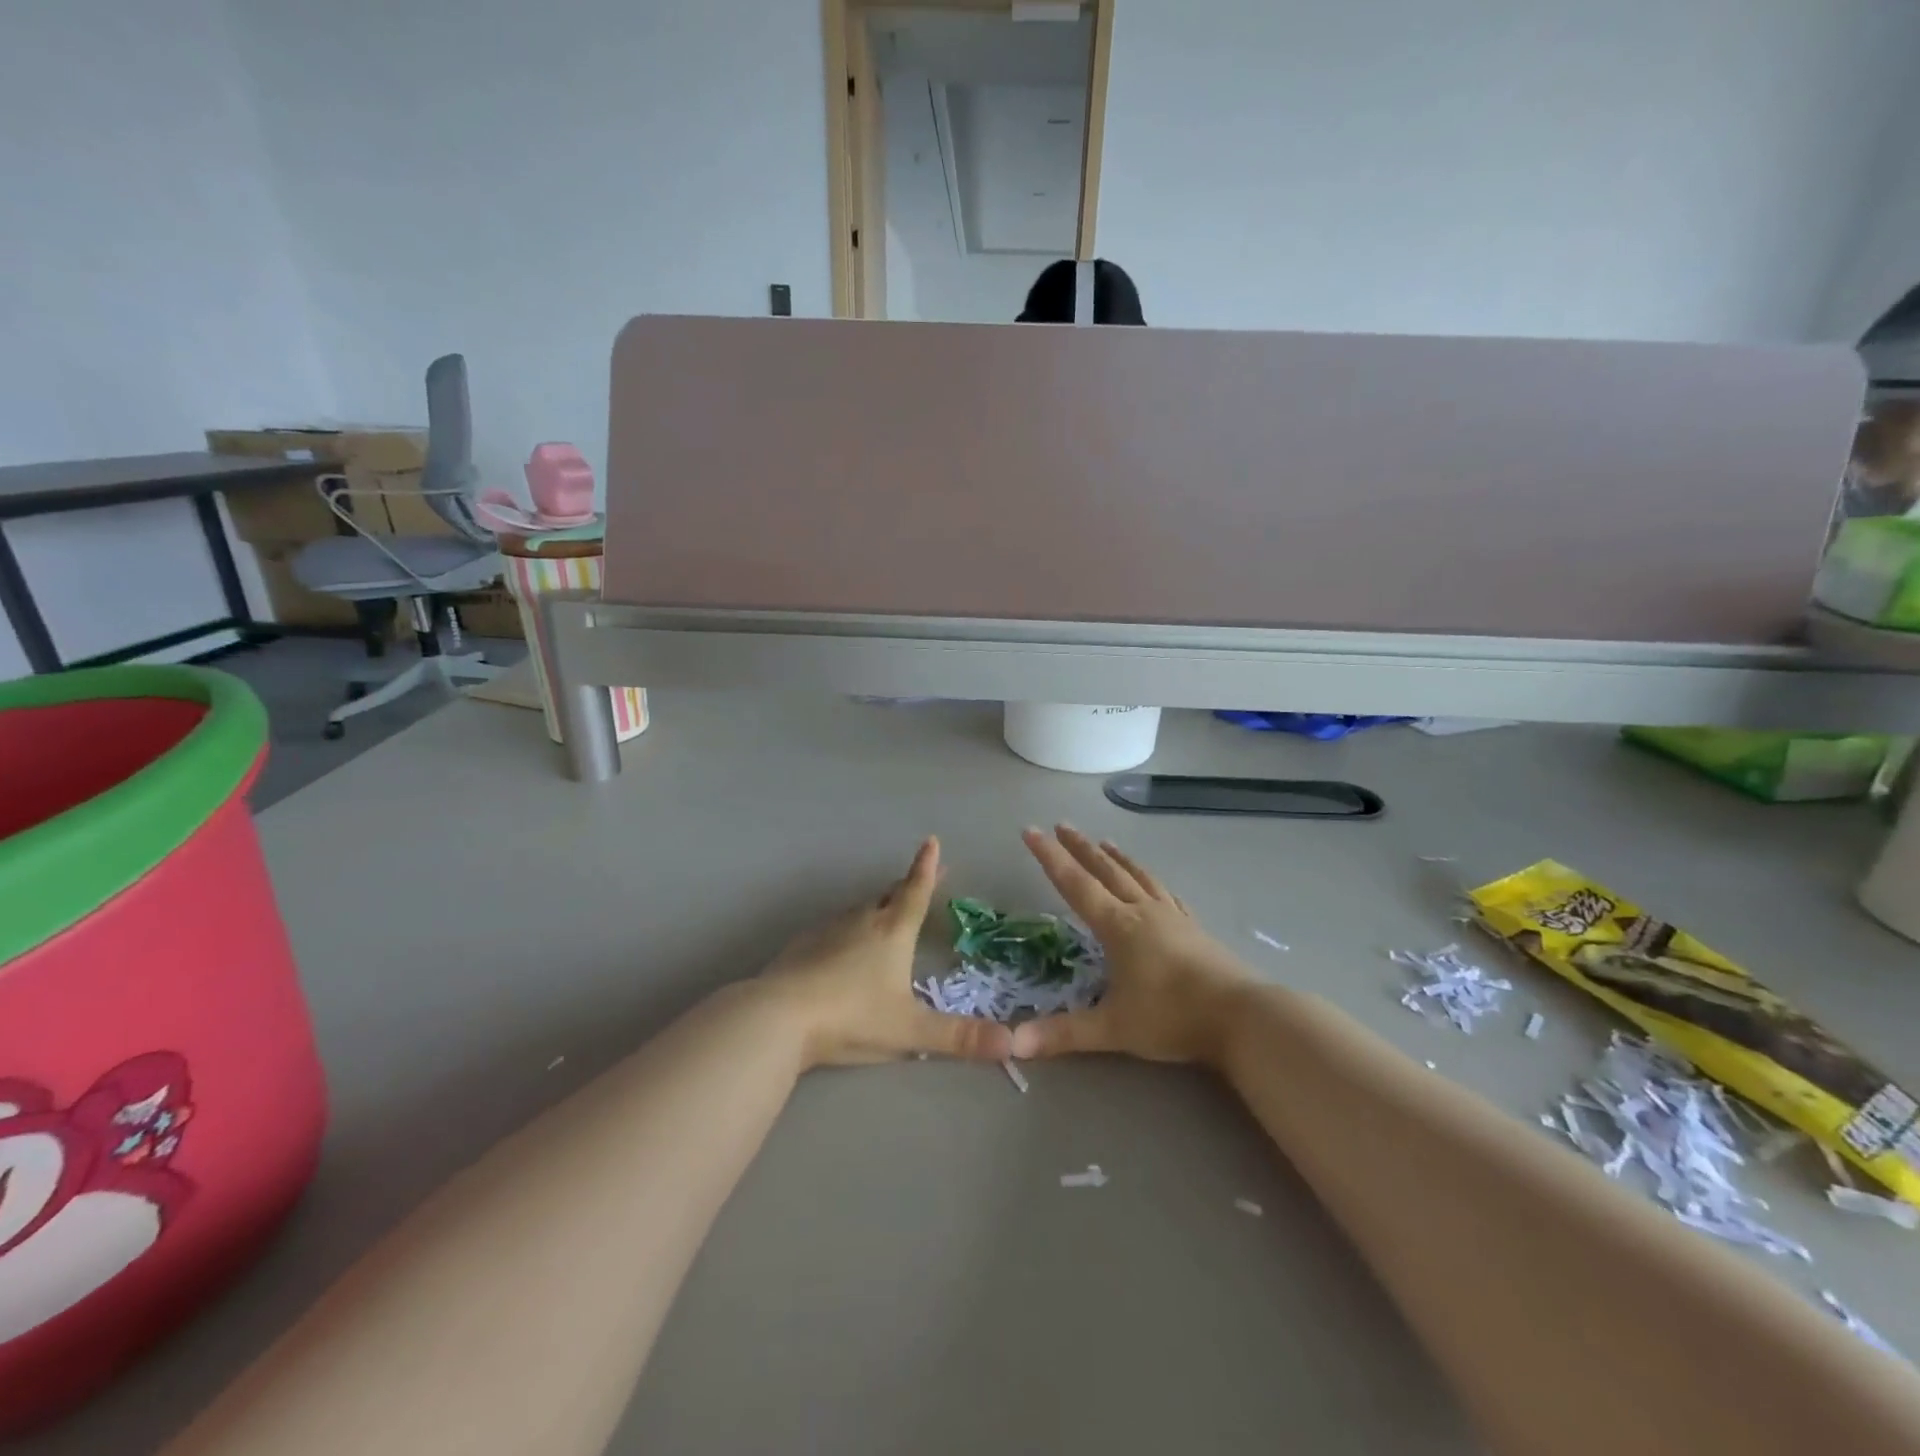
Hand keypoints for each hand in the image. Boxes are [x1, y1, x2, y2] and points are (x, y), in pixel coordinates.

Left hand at [759, 837, 1012, 1069]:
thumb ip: (959, 1038)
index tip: (931, 841)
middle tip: (920, 879)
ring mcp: (828, 931)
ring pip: (860, 911)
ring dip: (877, 907)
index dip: (927, 868)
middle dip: (907, 886)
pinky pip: (834, 929)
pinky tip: (841, 948)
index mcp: (892, 932)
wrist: (778, 1017)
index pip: (916, 892)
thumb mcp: (910, 1030)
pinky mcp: (802, 946)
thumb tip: (1012, 1042)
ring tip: (885, 912)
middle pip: (888, 896)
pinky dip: (847, 930)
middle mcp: (862, 921)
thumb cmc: (852, 1017)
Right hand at [1010, 826, 1252, 1065]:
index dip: (1050, 858)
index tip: (1031, 831)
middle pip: (1106, 871)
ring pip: (1138, 876)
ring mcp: (1172, 917)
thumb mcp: (1113, 1029)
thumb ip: (1063, 1034)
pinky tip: (1153, 882)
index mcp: (1118, 926)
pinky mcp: (1194, 928)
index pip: (1075, 885)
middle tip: (1062, 825)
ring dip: (1117, 858)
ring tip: (1104, 842)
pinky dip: (1151, 880)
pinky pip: (1166, 893)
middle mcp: (1143, 912)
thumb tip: (1013, 1043)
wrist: (1242, 1016)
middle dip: (1080, 848)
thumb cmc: (1173, 1017)